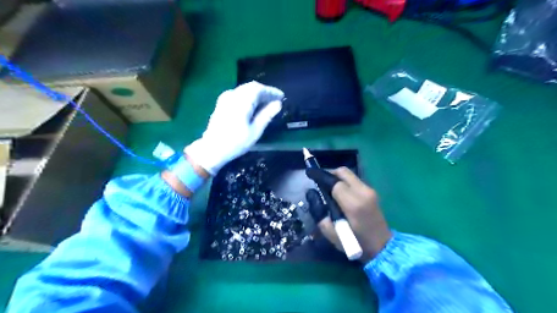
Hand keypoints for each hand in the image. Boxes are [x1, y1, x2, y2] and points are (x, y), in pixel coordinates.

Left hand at [186, 80, 283, 175]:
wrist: (212, 149)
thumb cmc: (236, 142)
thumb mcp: (255, 130)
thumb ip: (266, 115)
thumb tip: (278, 104)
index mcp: (242, 101)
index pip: (259, 89)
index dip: (271, 91)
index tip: (281, 96)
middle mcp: (233, 95)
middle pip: (251, 87)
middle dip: (265, 91)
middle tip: (275, 99)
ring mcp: (226, 98)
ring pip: (244, 89)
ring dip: (257, 93)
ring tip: (267, 102)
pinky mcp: (222, 103)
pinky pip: (238, 93)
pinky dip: (248, 96)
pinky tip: (253, 105)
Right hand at [304, 167, 390, 262]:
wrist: (382, 247)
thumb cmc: (357, 244)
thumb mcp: (333, 234)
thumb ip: (320, 214)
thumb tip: (313, 195)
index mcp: (353, 204)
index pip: (335, 183)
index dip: (322, 178)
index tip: (311, 175)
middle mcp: (363, 192)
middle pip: (343, 172)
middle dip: (330, 173)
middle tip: (320, 181)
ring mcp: (370, 191)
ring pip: (350, 175)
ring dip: (338, 178)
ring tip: (329, 187)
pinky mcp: (373, 192)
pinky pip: (355, 181)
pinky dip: (345, 182)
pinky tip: (340, 192)